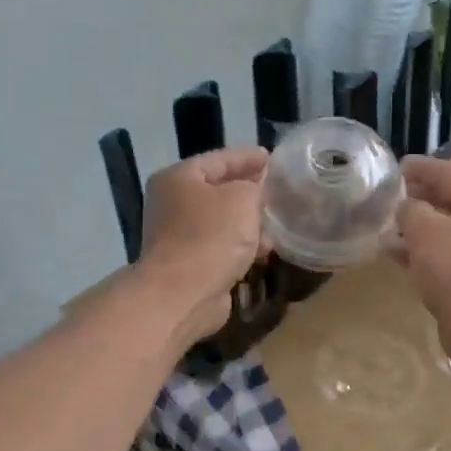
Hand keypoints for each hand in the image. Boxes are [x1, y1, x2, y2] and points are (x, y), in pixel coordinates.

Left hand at [138, 147, 269, 343]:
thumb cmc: (212, 237)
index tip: (271, 157)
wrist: (183, 294)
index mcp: (178, 178)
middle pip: (218, 190)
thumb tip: (256, 188)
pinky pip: (222, 245)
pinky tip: (264, 249)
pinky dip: (242, 245)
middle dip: (249, 190)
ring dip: (248, 221)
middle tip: (277, 189)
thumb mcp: (242, 199)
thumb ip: (255, 185)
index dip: (247, 157)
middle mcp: (173, 203)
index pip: (219, 159)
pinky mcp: (190, 263)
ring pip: (222, 220)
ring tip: (277, 221)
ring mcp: (179, 235)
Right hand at [396, 157, 450, 368]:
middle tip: (383, 196)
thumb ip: (410, 210)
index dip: (418, 169)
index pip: (447, 172)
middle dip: (415, 199)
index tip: (391, 167)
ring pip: (443, 230)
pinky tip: (393, 254)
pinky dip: (420, 253)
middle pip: (447, 200)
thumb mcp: (426, 231)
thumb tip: (405, 207)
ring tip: (382, 224)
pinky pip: (443, 255)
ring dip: (415, 228)